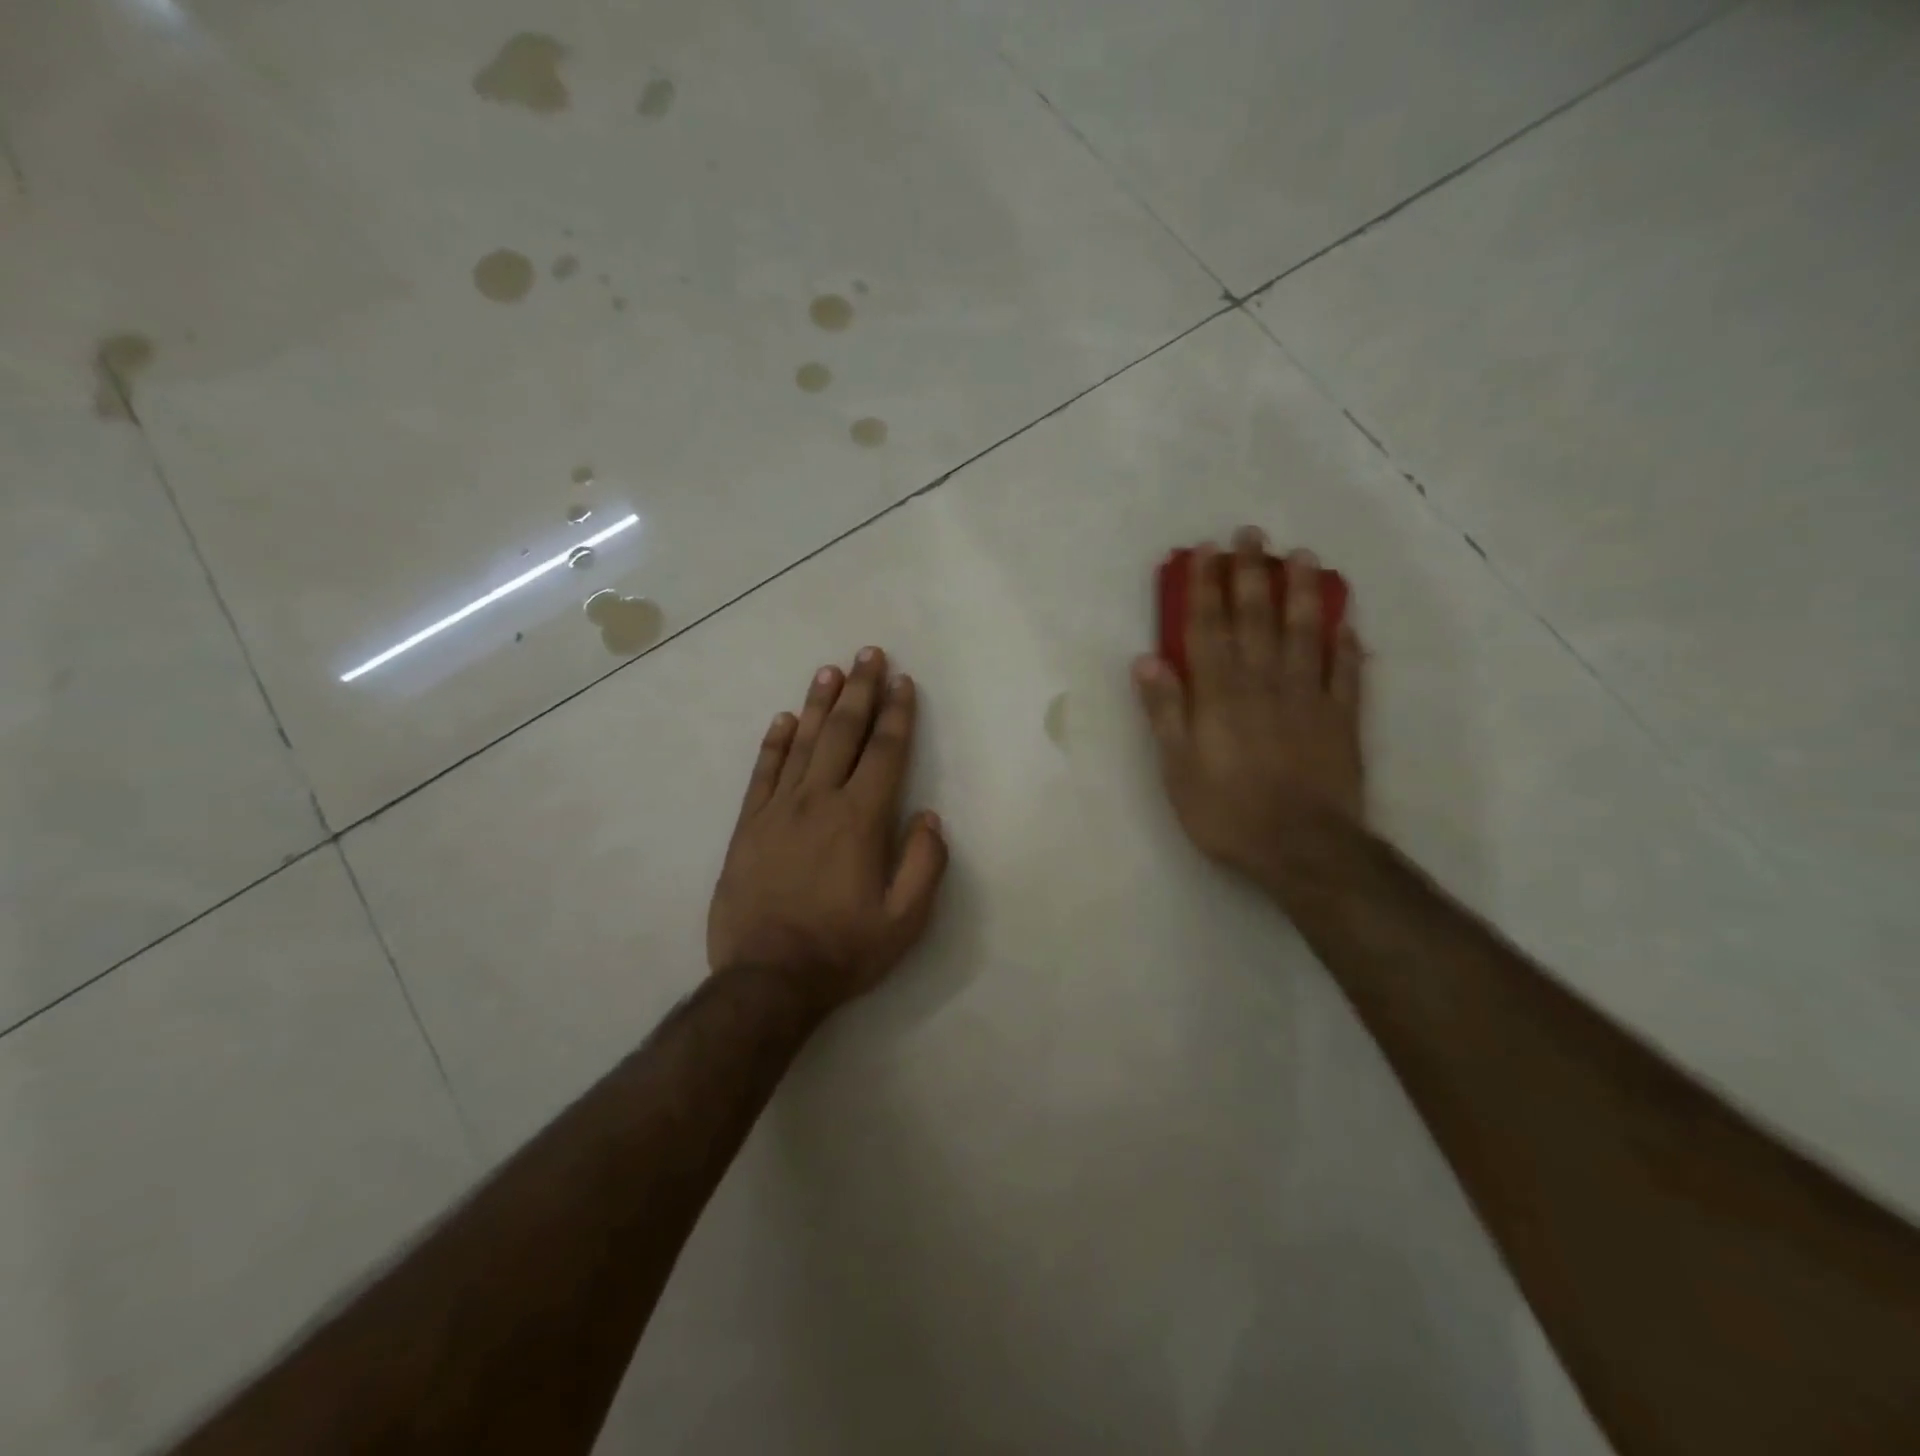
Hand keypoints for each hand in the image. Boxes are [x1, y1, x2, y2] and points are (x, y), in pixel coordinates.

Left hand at [707, 647, 948, 1013]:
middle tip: (869, 654)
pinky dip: (774, 743)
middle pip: (843, 733)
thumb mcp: (905, 920)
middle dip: (860, 691)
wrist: (767, 980)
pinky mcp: (748, 827)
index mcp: (860, 820)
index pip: (885, 753)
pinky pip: (762, 773)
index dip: (897, 714)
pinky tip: (783, 719)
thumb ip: (924, 864)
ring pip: (801, 743)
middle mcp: (819, 802)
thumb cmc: (843, 949)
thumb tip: (928, 817)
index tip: (903, 682)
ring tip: (831, 671)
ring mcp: (778, 811)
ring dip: (818, 704)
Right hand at [1133, 528, 1365, 886]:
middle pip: (1256, 618)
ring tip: (1304, 557)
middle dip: (1251, 573)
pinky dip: (1347, 644)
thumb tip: (1147, 659)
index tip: (1205, 552)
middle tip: (1252, 534)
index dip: (1205, 587)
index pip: (1208, 628)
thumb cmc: (1227, 811)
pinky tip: (1346, 622)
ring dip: (1303, 592)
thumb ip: (1165, 711)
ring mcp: (1309, 697)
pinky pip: (1347, 672)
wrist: (1301, 847)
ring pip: (1305, 633)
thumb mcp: (1177, 768)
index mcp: (1220, 694)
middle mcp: (1264, 682)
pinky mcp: (1342, 718)